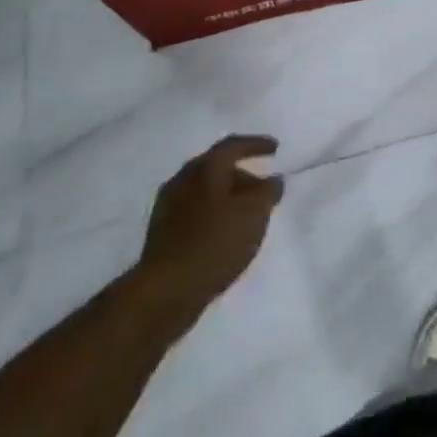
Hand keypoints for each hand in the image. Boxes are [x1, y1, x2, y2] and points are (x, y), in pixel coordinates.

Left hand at [133, 135, 284, 333]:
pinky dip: (214, 213)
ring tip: (246, 214)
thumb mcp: (254, 213)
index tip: (275, 149)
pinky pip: (195, 211)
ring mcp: (168, 206)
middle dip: (242, 174)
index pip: (233, 145)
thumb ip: (268, 191)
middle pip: (217, 167)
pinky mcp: (162, 233)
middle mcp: (183, 179)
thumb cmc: (215, 242)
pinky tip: (225, 232)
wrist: (165, 291)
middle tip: (262, 187)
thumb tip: (274, 180)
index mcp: (205, 168)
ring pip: (205, 190)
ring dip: (227, 196)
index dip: (256, 144)